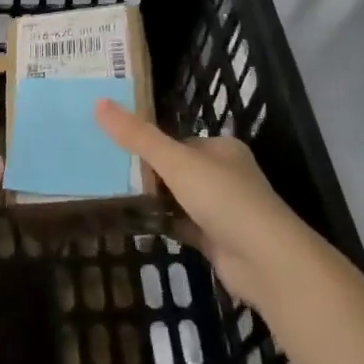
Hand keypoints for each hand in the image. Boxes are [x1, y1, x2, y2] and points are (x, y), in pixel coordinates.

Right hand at [95, 100, 314, 309]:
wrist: (265, 260)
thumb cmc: (223, 198)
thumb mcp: (175, 161)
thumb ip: (138, 136)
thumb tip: (98, 102)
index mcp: (222, 149)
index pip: (179, 141)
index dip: (150, 145)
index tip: (116, 149)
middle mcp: (226, 176)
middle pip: (179, 170)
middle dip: (150, 175)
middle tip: (110, 174)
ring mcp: (224, 210)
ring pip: (181, 200)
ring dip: (156, 202)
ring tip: (115, 197)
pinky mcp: (219, 240)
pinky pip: (183, 226)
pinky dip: (164, 226)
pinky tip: (137, 226)